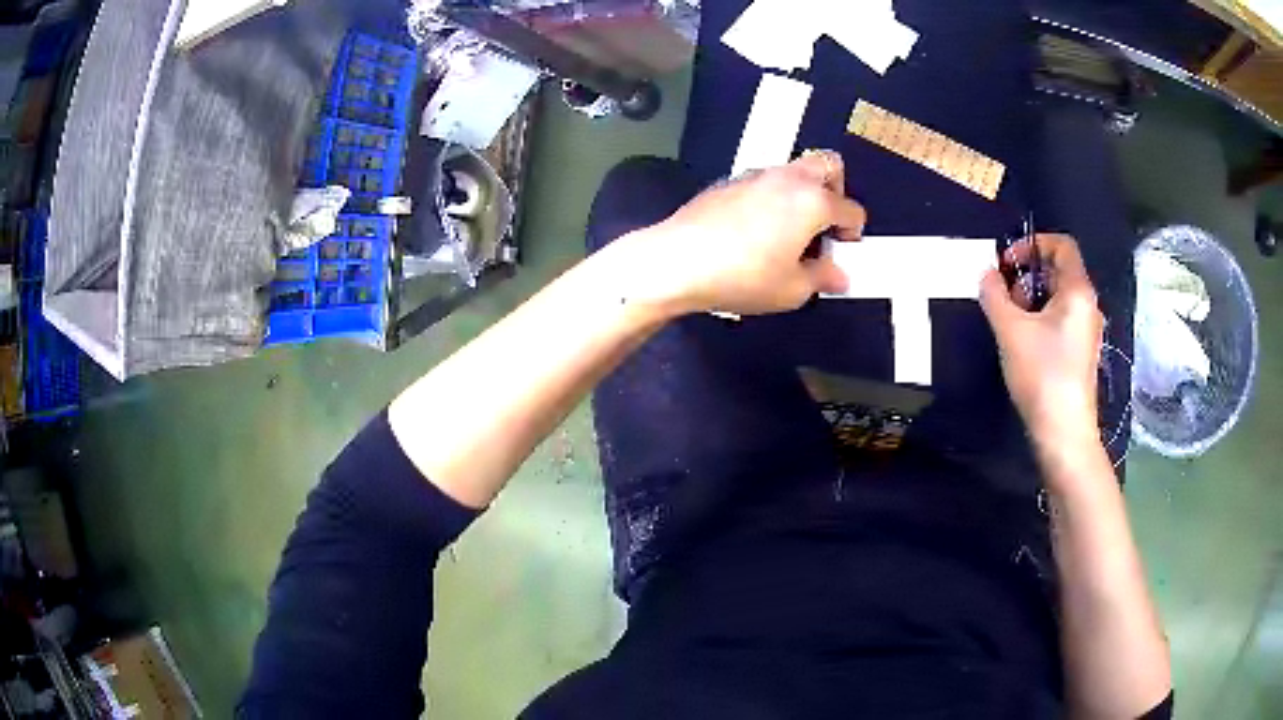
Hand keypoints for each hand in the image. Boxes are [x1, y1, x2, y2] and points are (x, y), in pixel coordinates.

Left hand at [623, 152, 866, 315]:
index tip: (842, 252)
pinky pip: (764, 181)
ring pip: (793, 170)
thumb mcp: (791, 290)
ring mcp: (756, 175)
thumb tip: (837, 276)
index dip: (853, 234)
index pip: (851, 209)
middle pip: (828, 165)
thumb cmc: (741, 276)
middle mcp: (788, 179)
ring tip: (790, 232)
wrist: (677, 261)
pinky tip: (757, 230)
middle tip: (825, 225)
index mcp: (812, 201)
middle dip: (836, 191)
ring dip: (803, 193)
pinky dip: (773, 197)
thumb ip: (822, 279)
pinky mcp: (729, 182)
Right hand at [979, 234, 1103, 451]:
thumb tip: (987, 274)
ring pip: (1058, 297)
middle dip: (1028, 274)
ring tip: (1009, 318)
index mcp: (1077, 291)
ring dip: (1031, 298)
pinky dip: (1040, 318)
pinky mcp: (1079, 352)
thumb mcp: (1010, 330)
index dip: (1032, 244)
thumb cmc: (1042, 374)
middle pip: (1058, 270)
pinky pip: (1060, 319)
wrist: (1064, 432)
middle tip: (1003, 293)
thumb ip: (995, 295)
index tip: (1007, 263)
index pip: (1062, 245)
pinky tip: (1022, 340)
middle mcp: (1087, 305)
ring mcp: (1086, 330)